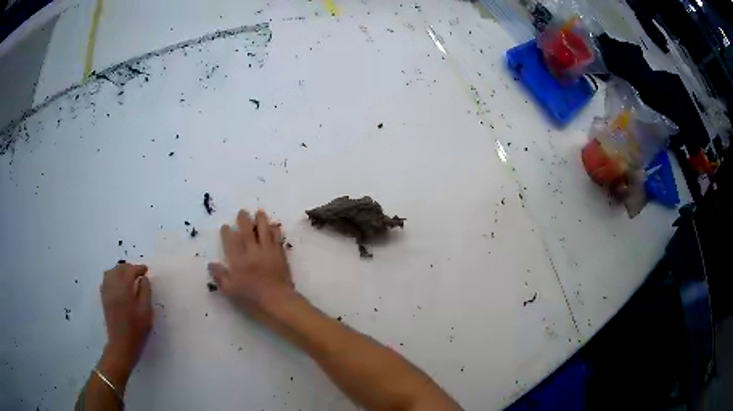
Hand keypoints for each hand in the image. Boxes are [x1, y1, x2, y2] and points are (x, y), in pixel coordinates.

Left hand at [100, 262, 152, 370]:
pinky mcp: (104, 298)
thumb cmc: (136, 327)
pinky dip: (112, 277)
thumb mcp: (146, 310)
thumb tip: (143, 278)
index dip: (139, 268)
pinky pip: (106, 281)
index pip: (130, 270)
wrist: (122, 343)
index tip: (146, 270)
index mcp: (123, 287)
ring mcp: (106, 291)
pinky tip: (118, 285)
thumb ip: (145, 291)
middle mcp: (112, 285)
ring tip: (128, 277)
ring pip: (111, 272)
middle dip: (129, 268)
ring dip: (120, 271)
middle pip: (119, 269)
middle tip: (138, 273)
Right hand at [209, 209, 295, 318]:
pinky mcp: (280, 255)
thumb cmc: (252, 299)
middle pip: (248, 230)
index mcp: (238, 260)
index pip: (230, 241)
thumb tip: (211, 264)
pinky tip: (275, 226)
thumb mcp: (230, 291)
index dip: (227, 232)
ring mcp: (268, 252)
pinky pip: (277, 238)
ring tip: (260, 212)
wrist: (279, 302)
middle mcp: (253, 252)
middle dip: (244, 219)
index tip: (225, 226)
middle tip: (242, 212)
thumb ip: (220, 276)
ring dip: (261, 220)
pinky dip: (275, 230)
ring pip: (264, 230)